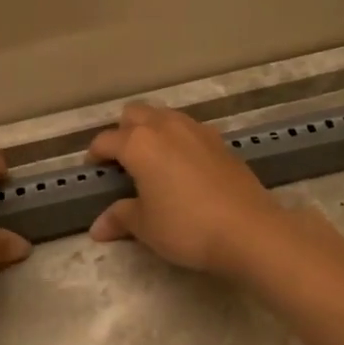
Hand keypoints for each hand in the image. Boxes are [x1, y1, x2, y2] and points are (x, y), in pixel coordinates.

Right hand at [86, 104, 286, 276]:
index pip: (106, 140)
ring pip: (165, 116)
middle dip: (123, 132)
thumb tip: (97, 228)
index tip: (94, 170)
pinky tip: (184, 167)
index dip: (95, 155)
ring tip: (153, 161)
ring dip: (152, 130)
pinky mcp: (221, 142)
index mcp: (139, 143)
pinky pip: (189, 130)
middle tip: (123, 161)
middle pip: (135, 114)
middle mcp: (166, 127)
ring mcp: (197, 131)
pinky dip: (179, 140)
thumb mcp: (145, 226)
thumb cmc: (186, 227)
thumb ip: (120, 218)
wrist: (248, 230)